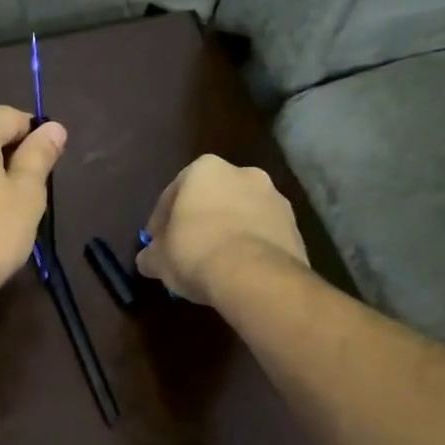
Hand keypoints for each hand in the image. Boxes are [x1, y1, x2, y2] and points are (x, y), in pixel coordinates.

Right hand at [137, 155, 307, 304]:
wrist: (254, 275)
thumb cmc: (195, 252)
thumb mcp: (158, 258)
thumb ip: (151, 254)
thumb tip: (148, 260)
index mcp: (205, 169)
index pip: (173, 193)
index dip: (161, 221)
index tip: (157, 244)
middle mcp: (243, 174)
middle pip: (212, 198)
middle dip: (200, 220)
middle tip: (187, 249)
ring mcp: (275, 199)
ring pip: (241, 214)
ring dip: (228, 232)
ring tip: (215, 263)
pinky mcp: (296, 227)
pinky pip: (263, 234)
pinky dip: (251, 246)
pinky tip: (239, 270)